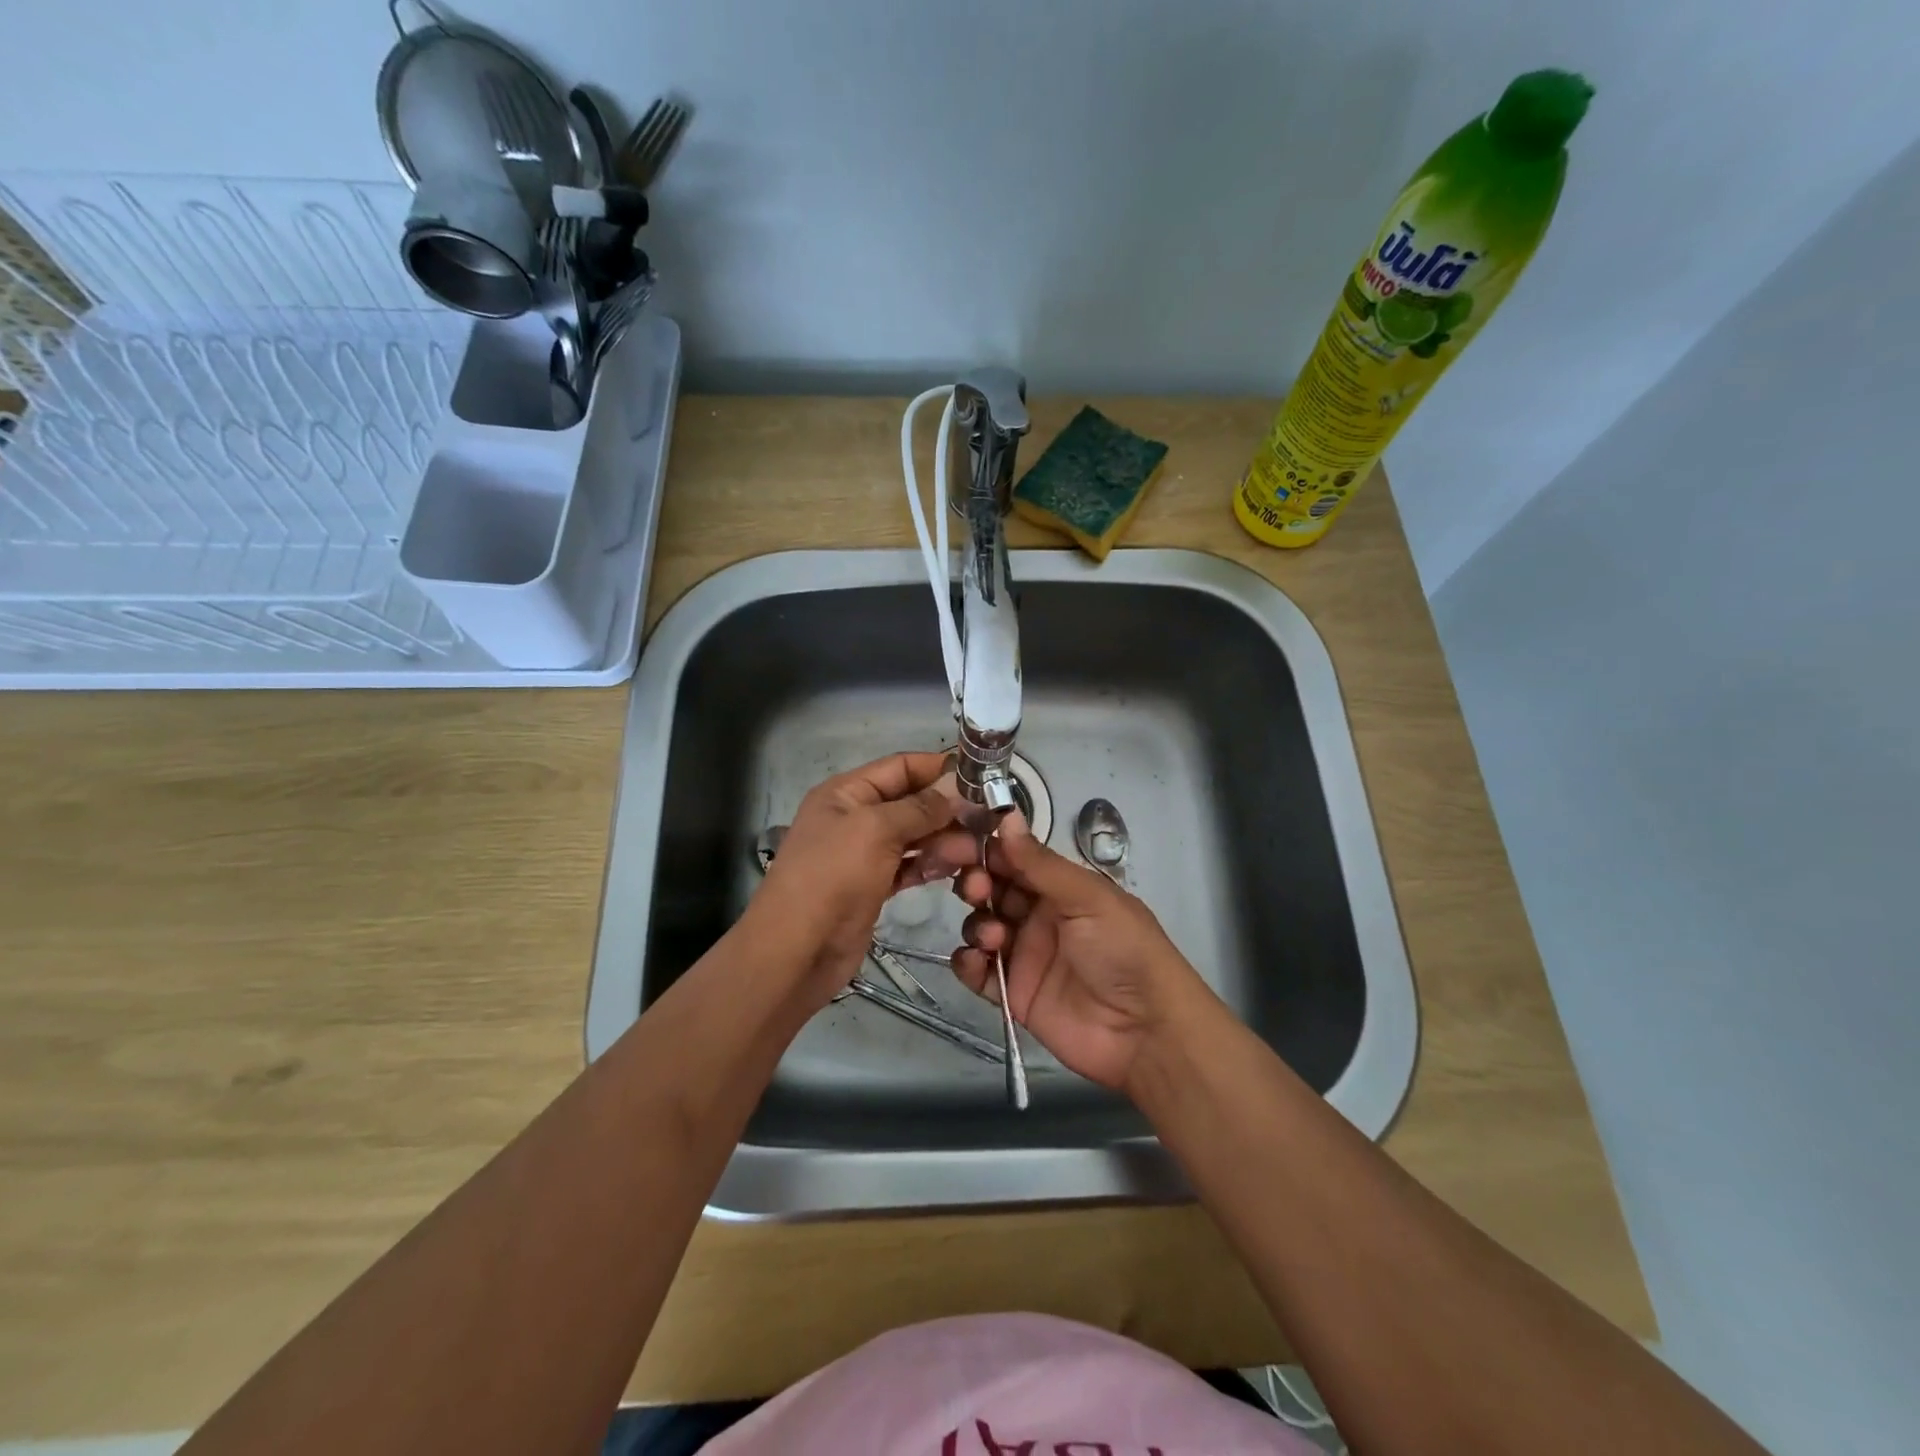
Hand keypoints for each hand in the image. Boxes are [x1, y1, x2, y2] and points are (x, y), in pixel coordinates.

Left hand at [744, 751, 977, 1006]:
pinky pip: (910, 866)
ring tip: (974, 853)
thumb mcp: (875, 830)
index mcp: (847, 793)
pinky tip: (955, 870)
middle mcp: (855, 818)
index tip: (982, 777)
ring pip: (914, 836)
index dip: (939, 768)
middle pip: (911, 802)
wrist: (797, 951)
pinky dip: (931, 865)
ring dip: (944, 840)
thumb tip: (958, 789)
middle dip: (947, 810)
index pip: (901, 766)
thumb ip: (920, 807)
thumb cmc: (831, 878)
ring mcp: (864, 854)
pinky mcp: (874, 887)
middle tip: (986, 823)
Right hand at [951, 811, 1210, 1091]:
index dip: (988, 849)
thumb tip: (1007, 817)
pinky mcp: (1013, 993)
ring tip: (995, 937)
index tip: (961, 842)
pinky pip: (980, 972)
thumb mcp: (1088, 897)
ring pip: (982, 927)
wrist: (1144, 1031)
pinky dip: (968, 963)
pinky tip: (975, 961)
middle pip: (993, 891)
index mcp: (1061, 888)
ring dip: (978, 923)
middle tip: (976, 889)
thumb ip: (1041, 863)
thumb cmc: (1123, 949)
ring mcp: (1025, 955)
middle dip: (977, 883)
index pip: (1015, 860)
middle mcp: (1040, 916)